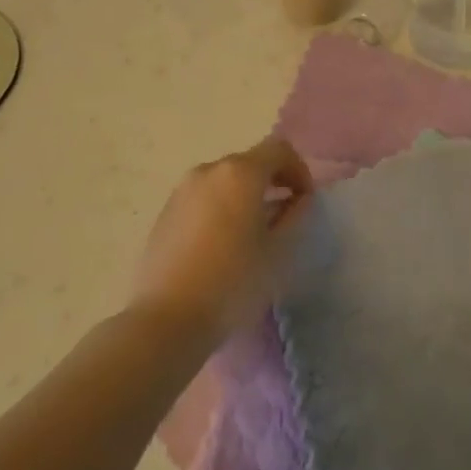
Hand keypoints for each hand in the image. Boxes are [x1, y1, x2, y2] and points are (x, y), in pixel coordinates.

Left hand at [130, 136, 314, 346]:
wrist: (166, 319)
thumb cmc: (232, 282)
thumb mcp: (277, 251)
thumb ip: (294, 216)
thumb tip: (299, 199)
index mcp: (240, 173)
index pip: (279, 150)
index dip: (299, 170)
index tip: (305, 200)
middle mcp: (209, 170)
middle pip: (250, 162)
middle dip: (273, 182)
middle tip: (285, 216)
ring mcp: (182, 190)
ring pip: (225, 181)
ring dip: (245, 195)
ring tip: (253, 233)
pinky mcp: (165, 212)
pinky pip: (203, 198)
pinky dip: (221, 208)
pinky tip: (223, 244)